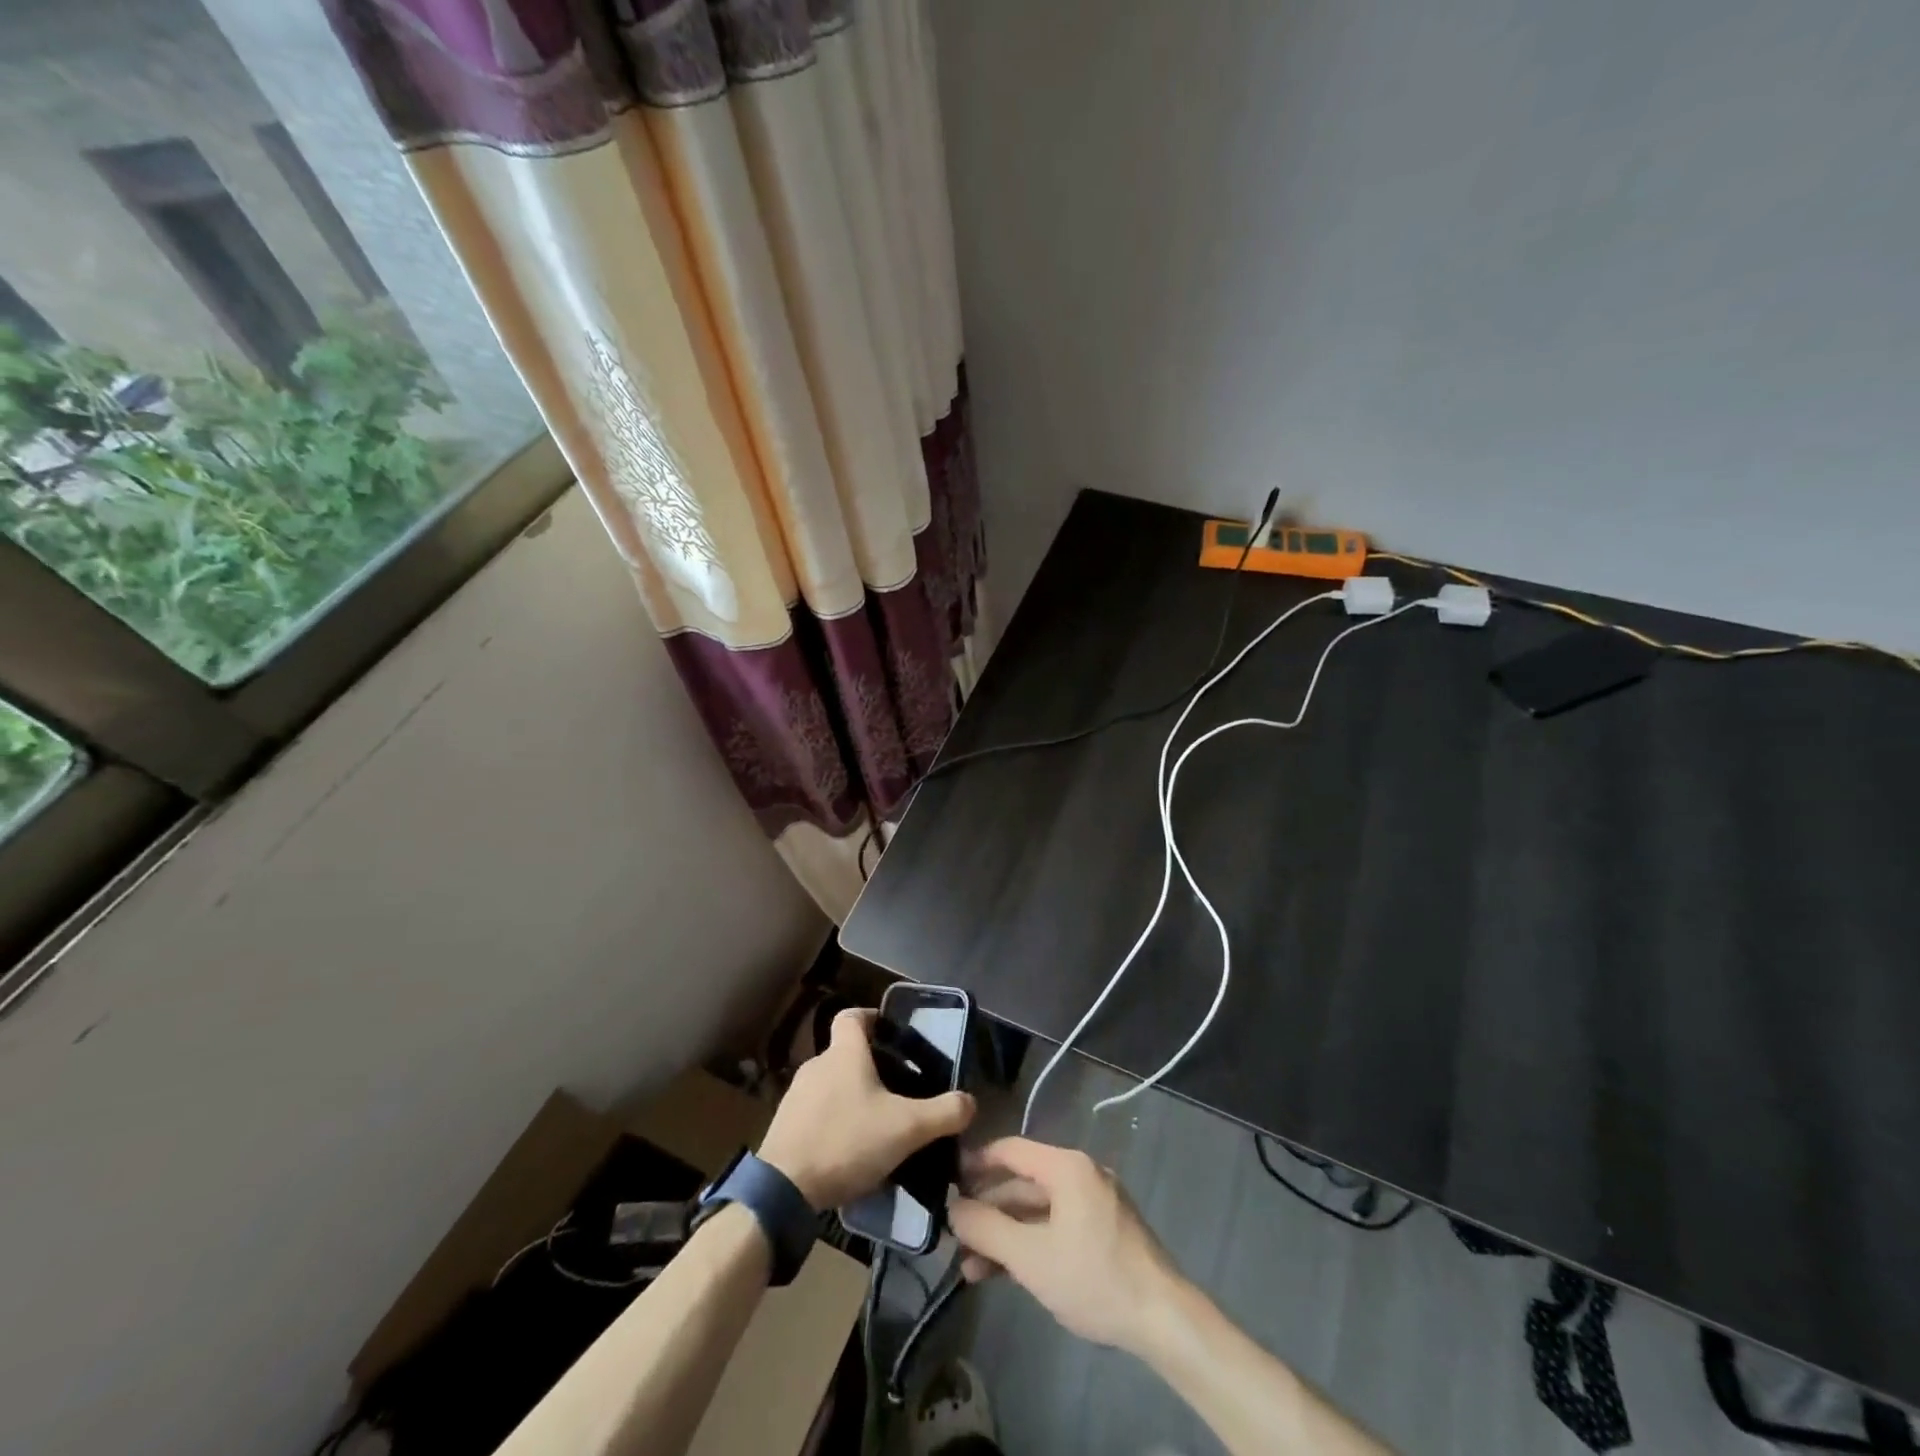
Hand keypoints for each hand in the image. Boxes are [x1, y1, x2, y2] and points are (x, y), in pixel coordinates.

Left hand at [757, 1008, 975, 1208]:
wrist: (783, 1189)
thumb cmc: (847, 1141)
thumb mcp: (907, 1128)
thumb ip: (944, 1113)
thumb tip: (971, 1102)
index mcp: (844, 1053)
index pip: (852, 1016)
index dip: (872, 1018)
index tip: (891, 1034)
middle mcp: (817, 1065)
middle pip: (845, 1053)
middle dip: (869, 1067)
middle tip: (898, 1089)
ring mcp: (796, 1096)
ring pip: (831, 1085)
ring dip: (851, 1097)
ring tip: (876, 1124)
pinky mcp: (784, 1126)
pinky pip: (816, 1113)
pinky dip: (833, 1122)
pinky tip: (849, 1150)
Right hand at [948, 1137, 1184, 1353]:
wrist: (1163, 1320)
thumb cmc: (1093, 1278)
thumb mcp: (1030, 1257)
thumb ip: (986, 1229)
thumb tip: (953, 1208)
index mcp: (1067, 1167)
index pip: (1011, 1150)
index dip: (977, 1163)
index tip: (948, 1182)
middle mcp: (1081, 1174)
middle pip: (1023, 1184)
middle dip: (988, 1213)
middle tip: (955, 1239)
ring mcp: (1095, 1203)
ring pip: (1038, 1211)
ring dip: (1006, 1235)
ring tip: (972, 1270)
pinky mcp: (1104, 1230)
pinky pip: (1057, 1225)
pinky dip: (1032, 1243)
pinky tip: (1008, 1272)